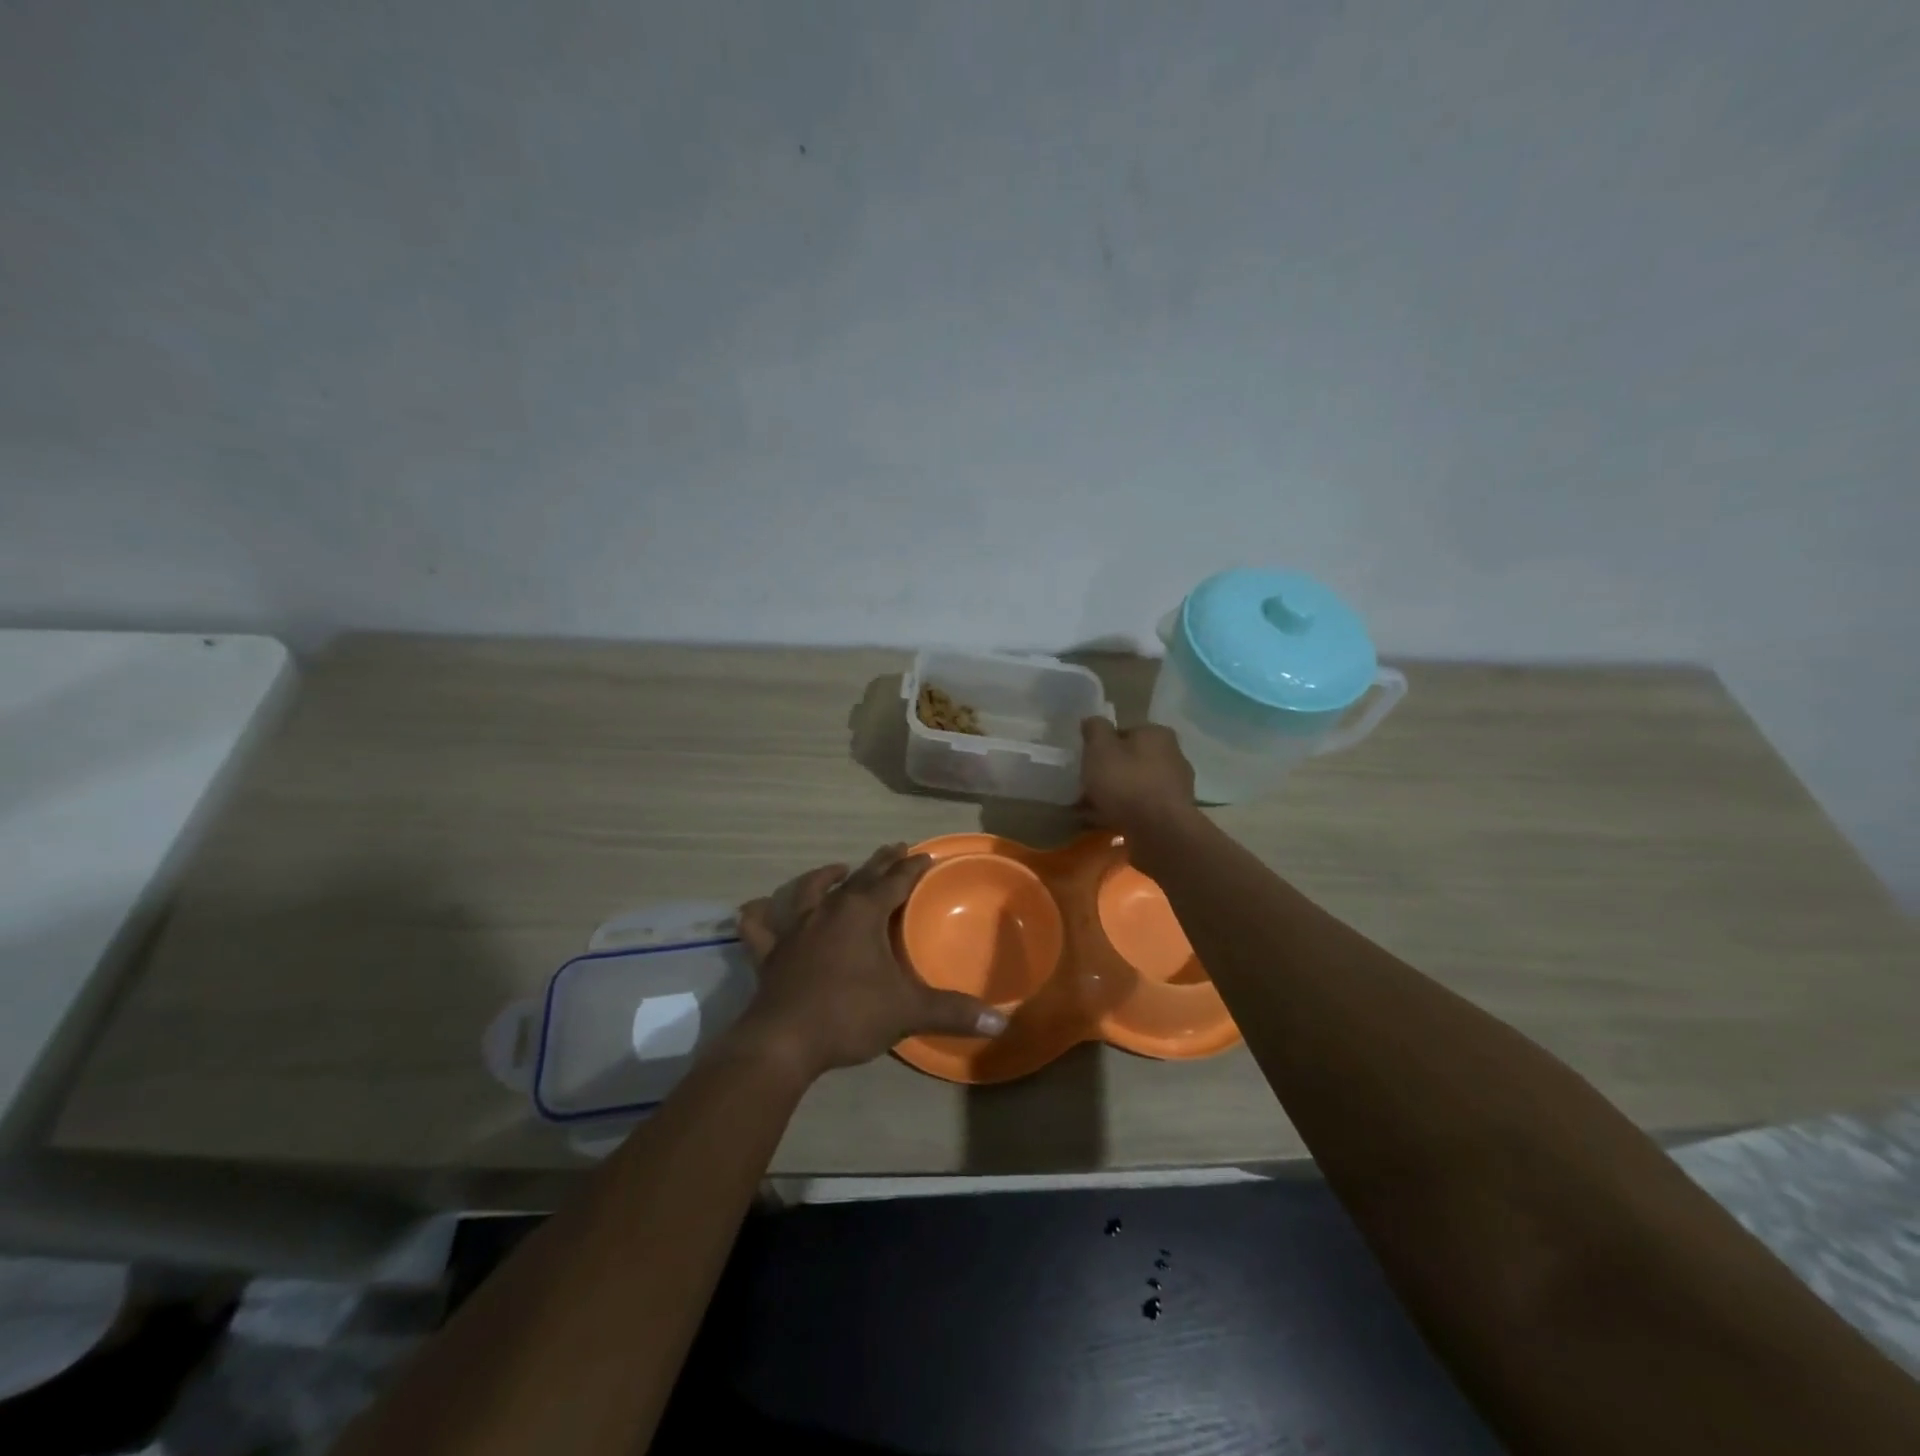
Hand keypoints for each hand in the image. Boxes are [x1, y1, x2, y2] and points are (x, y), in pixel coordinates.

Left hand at [732, 844, 1006, 1079]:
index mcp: (862, 913)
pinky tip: (758, 909)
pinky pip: (760, 927)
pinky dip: (759, 915)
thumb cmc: (849, 1015)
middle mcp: (828, 910)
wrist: (784, 1042)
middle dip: (880, 863)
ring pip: (809, 890)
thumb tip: (1002, 1021)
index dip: (913, 868)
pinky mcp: (770, 952)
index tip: (926, 855)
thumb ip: (953, 1012)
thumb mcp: (907, 1011)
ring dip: (824, 877)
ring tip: (837, 870)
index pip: (895, 881)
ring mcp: (795, 929)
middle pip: (859, 877)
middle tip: (894, 848)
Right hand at [1079, 717, 1197, 838]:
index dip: (1103, 745)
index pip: (1125, 732)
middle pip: (1131, 760)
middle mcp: (1173, 755)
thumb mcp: (1100, 749)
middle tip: (1087, 786)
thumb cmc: (1126, 782)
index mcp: (1157, 734)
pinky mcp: (1173, 815)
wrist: (1159, 832)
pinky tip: (1106, 823)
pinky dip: (1125, 813)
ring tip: (1090, 809)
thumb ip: (1095, 730)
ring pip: (1136, 786)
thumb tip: (1093, 721)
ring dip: (1116, 795)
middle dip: (1110, 772)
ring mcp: (1176, 787)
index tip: (1087, 761)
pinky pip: (1142, 808)